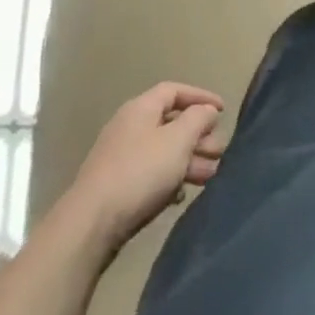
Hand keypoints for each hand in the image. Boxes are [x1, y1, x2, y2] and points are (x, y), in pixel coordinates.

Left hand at [67, 82, 226, 252]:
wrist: (92, 224)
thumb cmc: (140, 172)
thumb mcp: (177, 140)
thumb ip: (197, 119)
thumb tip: (206, 111)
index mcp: (141, 108)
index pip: (174, 90)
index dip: (200, 97)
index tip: (222, 111)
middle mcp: (129, 127)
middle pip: (171, 123)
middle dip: (199, 135)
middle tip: (219, 151)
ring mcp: (121, 157)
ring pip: (163, 151)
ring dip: (189, 160)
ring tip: (211, 176)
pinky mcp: (117, 186)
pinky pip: (151, 174)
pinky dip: (170, 179)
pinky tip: (181, 195)